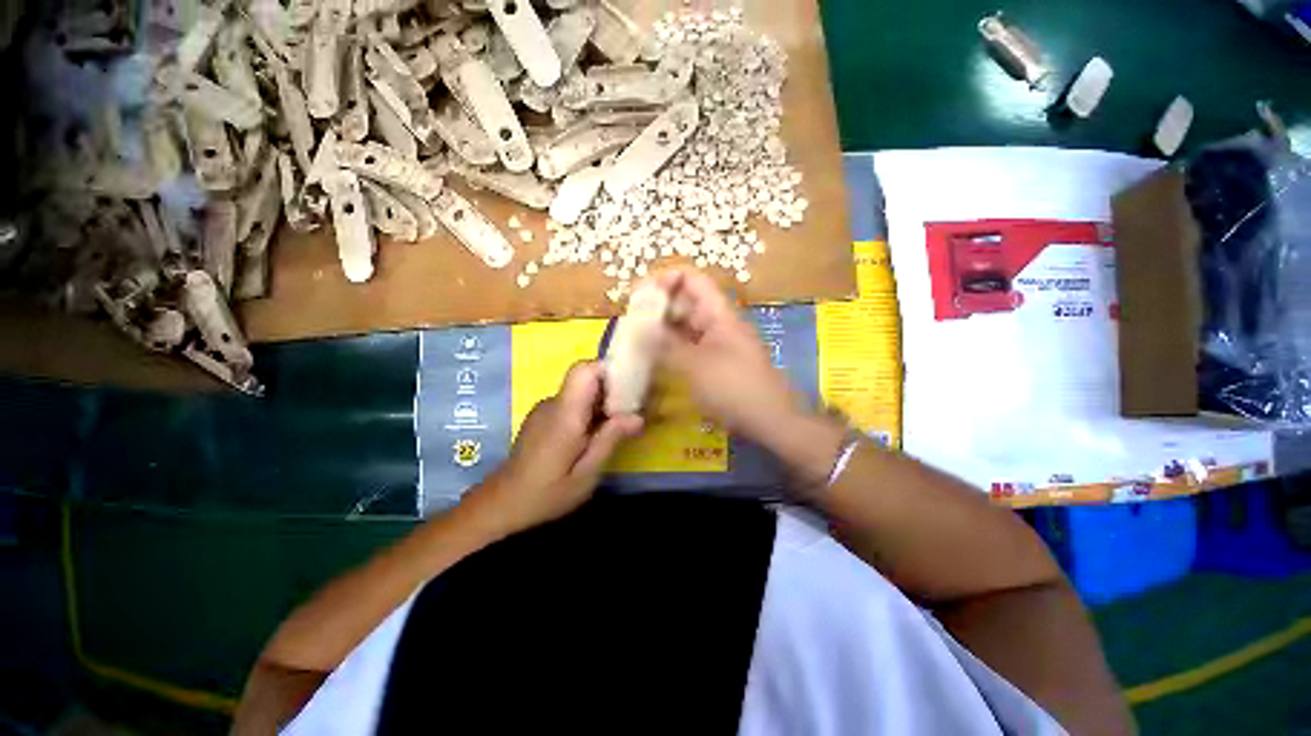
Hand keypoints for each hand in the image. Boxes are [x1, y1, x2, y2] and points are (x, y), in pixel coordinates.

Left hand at [466, 362, 642, 537]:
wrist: (502, 503)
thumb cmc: (546, 493)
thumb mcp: (586, 474)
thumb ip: (610, 440)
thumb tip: (637, 417)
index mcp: (565, 413)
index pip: (584, 369)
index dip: (608, 371)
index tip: (628, 389)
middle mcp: (554, 403)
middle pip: (586, 378)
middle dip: (611, 390)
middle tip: (628, 415)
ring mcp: (545, 408)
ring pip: (580, 391)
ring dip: (600, 403)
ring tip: (613, 429)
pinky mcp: (542, 416)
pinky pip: (571, 403)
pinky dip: (587, 412)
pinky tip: (591, 437)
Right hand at [651, 269, 809, 448]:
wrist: (771, 421)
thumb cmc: (734, 388)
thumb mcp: (695, 365)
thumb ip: (665, 344)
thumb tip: (637, 326)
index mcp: (718, 312)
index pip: (690, 279)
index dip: (664, 279)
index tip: (637, 294)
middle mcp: (718, 322)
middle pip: (685, 301)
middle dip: (658, 306)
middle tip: (631, 321)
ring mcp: (717, 342)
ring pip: (685, 325)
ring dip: (662, 328)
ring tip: (636, 338)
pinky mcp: (716, 362)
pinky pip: (689, 346)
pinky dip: (672, 347)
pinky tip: (654, 357)